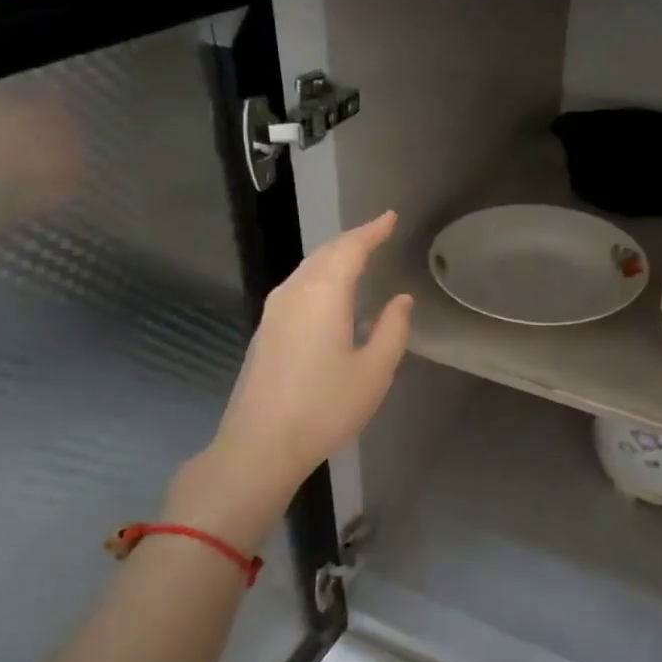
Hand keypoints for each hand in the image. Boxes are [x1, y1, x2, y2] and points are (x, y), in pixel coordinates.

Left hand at [183, 211, 412, 511]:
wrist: (260, 444)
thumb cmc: (325, 407)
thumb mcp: (374, 371)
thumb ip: (392, 330)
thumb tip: (401, 300)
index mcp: (323, 294)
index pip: (351, 248)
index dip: (372, 231)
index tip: (390, 217)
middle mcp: (294, 292)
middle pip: (325, 253)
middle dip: (352, 239)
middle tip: (377, 233)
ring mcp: (273, 312)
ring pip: (307, 269)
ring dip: (333, 257)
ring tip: (356, 256)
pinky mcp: (265, 332)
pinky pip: (297, 287)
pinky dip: (319, 276)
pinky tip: (328, 292)